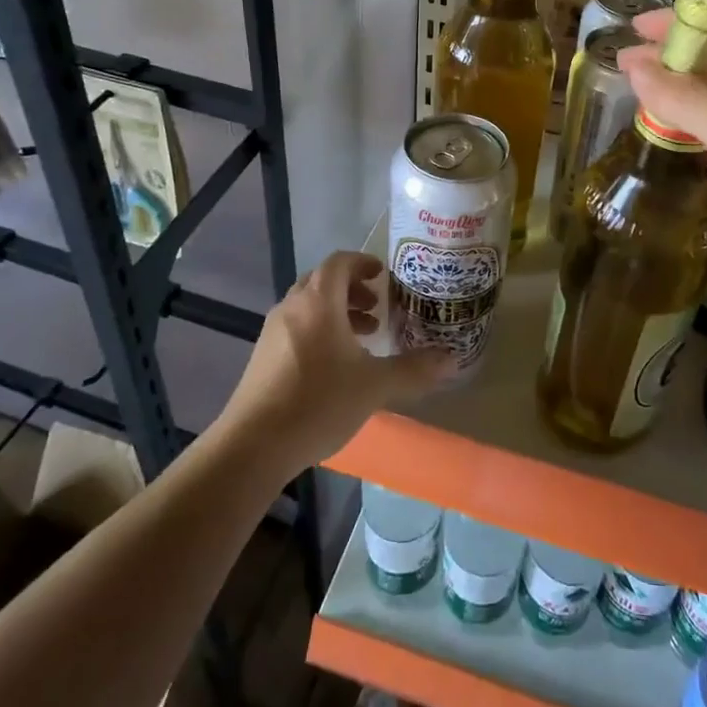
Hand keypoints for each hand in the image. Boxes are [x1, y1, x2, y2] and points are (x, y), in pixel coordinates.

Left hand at [220, 250, 457, 472]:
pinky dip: (319, 330)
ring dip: (337, 312)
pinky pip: (296, 327)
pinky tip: (334, 366)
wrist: (254, 444)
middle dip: (352, 290)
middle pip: (323, 281)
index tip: (383, 275)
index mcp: (319, 300)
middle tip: (378, 308)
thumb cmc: (319, 402)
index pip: (340, 262)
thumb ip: (414, 369)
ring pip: (309, 306)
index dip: (363, 263)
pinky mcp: (263, 356)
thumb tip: (452, 360)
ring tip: (362, 338)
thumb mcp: (375, 386)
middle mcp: (293, 306)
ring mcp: (273, 331)